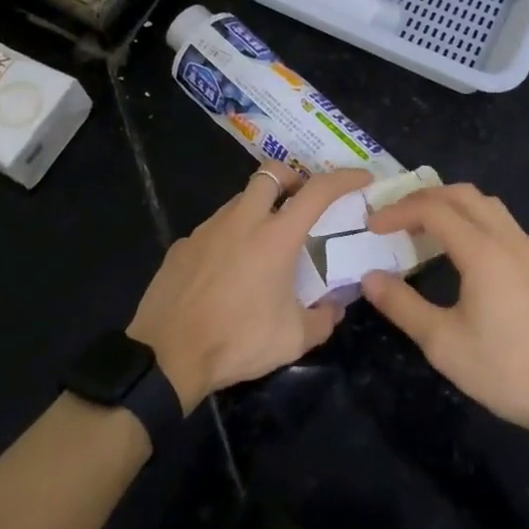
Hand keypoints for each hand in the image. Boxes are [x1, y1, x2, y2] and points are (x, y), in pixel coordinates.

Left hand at [128, 165, 371, 411]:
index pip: (317, 191)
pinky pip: (214, 228)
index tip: (361, 178)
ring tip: (265, 243)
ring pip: (240, 199)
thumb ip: (322, 319)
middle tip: (301, 203)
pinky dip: (229, 236)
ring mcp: (208, 229)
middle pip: (270, 173)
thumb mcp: (292, 339)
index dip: (344, 178)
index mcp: (275, 237)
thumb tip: (335, 308)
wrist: (167, 355)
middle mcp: (242, 220)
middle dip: (292, 178)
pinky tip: (228, 270)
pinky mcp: (183, 244)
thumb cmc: (236, 341)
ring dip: (260, 208)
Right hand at [362, 184, 528, 441]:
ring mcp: (527, 250)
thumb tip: (370, 277)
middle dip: (423, 198)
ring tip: (424, 226)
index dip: (398, 212)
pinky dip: (471, 217)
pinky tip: (461, 247)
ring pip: (485, 204)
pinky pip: (499, 220)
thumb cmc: (506, 368)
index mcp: (481, 250)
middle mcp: (506, 238)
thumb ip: (402, 306)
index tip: (372, 227)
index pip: (432, 209)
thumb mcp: (443, 343)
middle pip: (461, 194)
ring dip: (450, 204)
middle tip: (395, 217)